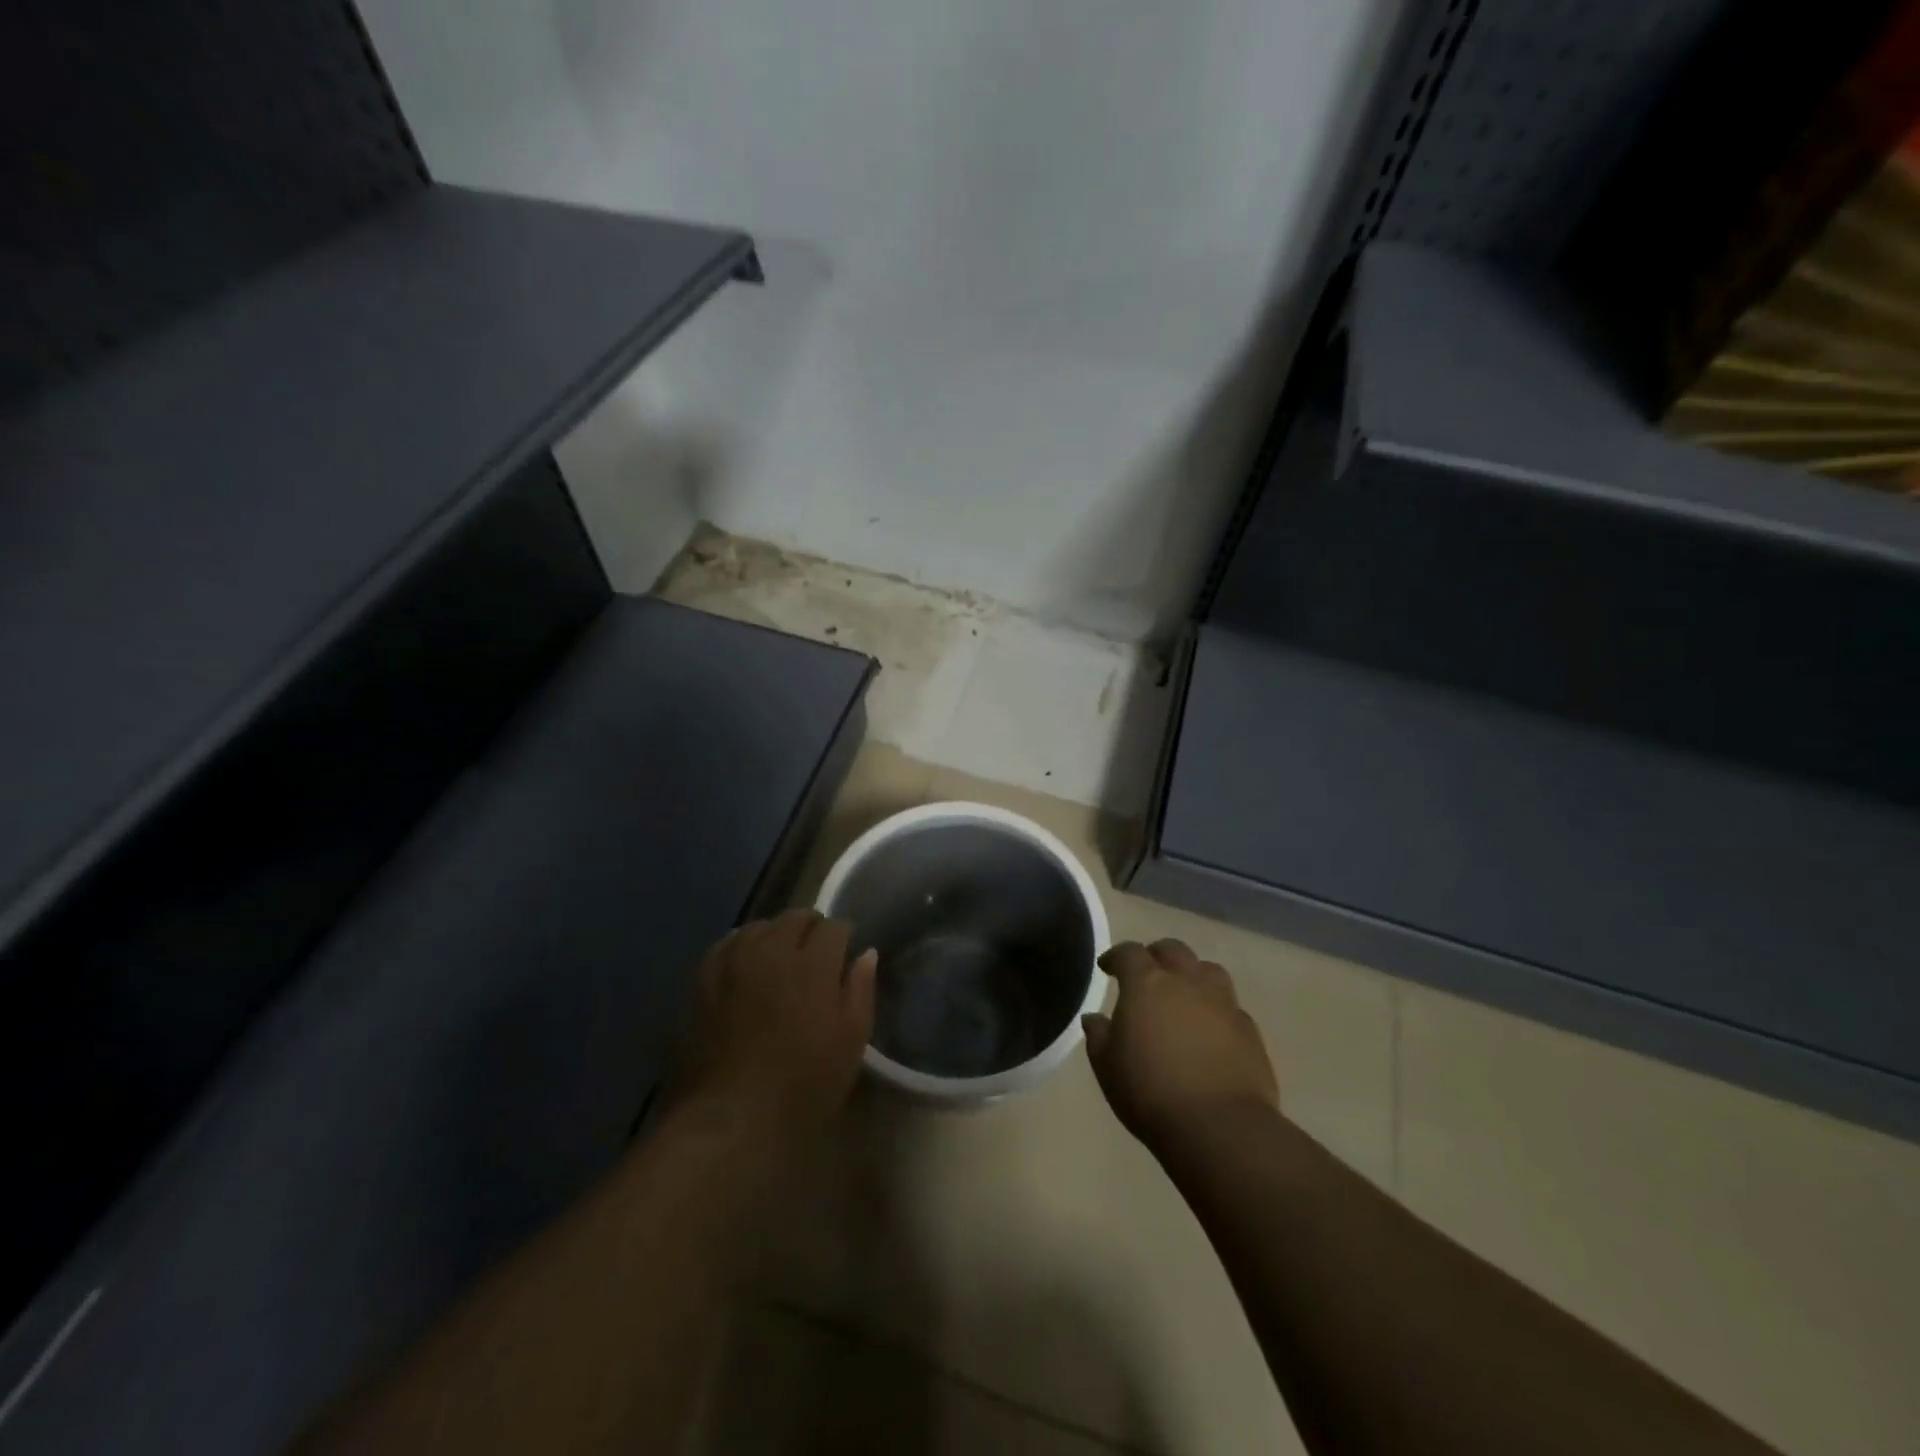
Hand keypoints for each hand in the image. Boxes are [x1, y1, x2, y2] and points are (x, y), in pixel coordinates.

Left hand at [676, 909, 876, 1139]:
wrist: (731, 1116)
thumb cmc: (803, 1084)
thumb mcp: (850, 1042)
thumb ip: (860, 990)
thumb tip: (866, 954)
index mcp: (813, 964)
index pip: (833, 927)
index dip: (844, 936)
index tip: (845, 951)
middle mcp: (772, 950)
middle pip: (795, 918)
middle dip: (811, 928)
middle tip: (816, 953)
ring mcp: (734, 961)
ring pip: (760, 926)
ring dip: (776, 934)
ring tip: (781, 956)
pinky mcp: (704, 978)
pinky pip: (727, 944)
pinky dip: (743, 946)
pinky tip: (746, 963)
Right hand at [1083, 939, 1278, 1151]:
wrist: (1219, 1127)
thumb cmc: (1150, 1092)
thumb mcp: (1107, 1067)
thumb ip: (1098, 1036)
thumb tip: (1094, 1018)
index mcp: (1147, 983)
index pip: (1129, 952)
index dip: (1116, 957)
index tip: (1107, 968)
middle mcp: (1187, 981)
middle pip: (1173, 950)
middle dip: (1156, 956)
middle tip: (1146, 975)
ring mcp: (1223, 1002)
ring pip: (1208, 970)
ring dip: (1192, 974)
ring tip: (1183, 994)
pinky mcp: (1249, 1029)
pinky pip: (1230, 1006)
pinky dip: (1216, 1009)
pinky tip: (1210, 1030)